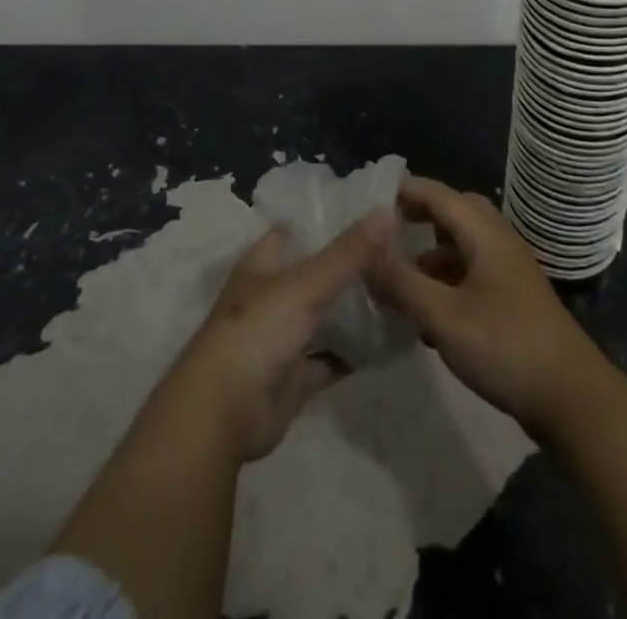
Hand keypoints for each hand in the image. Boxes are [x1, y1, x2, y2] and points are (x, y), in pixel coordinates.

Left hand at [161, 210, 395, 462]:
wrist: (223, 414)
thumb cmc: (256, 332)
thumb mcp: (305, 284)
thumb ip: (347, 252)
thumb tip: (387, 211)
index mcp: (264, 262)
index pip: (300, 228)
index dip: (331, 218)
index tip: (374, 211)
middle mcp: (273, 293)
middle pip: (318, 271)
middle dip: (352, 264)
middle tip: (400, 252)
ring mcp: (284, 334)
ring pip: (327, 314)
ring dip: (356, 307)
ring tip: (402, 290)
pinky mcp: (295, 374)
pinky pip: (332, 357)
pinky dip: (356, 351)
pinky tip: (391, 340)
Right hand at [367, 177, 607, 433]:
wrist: (573, 400)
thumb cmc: (507, 348)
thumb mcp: (445, 317)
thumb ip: (403, 283)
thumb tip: (364, 252)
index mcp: (485, 234)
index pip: (439, 194)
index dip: (405, 191)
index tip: (369, 199)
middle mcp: (499, 243)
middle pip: (455, 213)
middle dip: (419, 217)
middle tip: (385, 233)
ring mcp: (509, 272)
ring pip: (463, 246)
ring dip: (431, 255)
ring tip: (398, 280)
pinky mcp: (514, 301)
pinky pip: (473, 274)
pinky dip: (447, 282)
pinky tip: (427, 318)